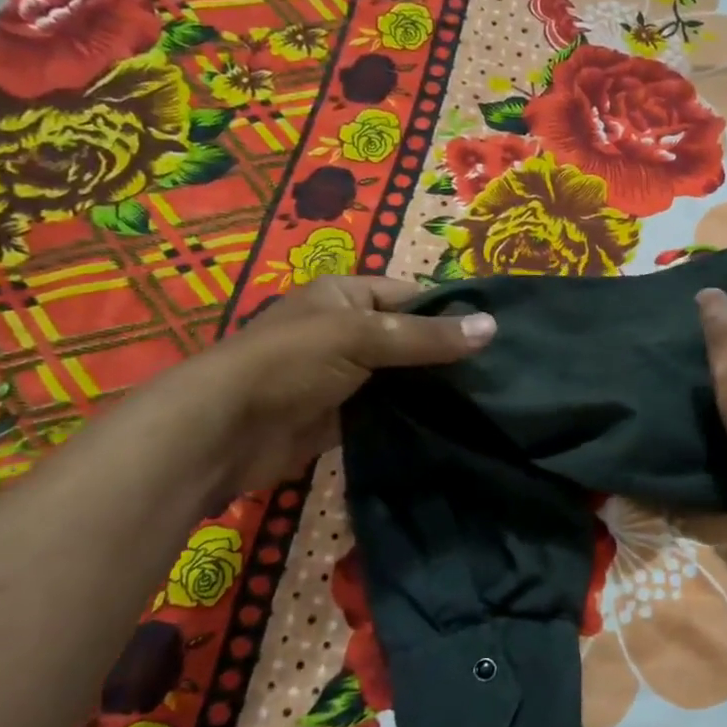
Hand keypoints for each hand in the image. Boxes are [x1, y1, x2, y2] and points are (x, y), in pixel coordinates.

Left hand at [161, 276, 494, 493]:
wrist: (225, 431)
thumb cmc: (289, 363)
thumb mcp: (359, 336)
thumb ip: (426, 336)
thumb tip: (493, 327)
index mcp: (347, 295)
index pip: (413, 296)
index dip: (452, 313)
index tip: (497, 337)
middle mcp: (347, 330)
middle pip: (411, 338)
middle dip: (448, 356)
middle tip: (502, 375)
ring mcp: (346, 376)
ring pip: (403, 378)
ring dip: (434, 390)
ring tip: (489, 401)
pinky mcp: (344, 417)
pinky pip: (389, 411)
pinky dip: (415, 417)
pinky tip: (453, 425)